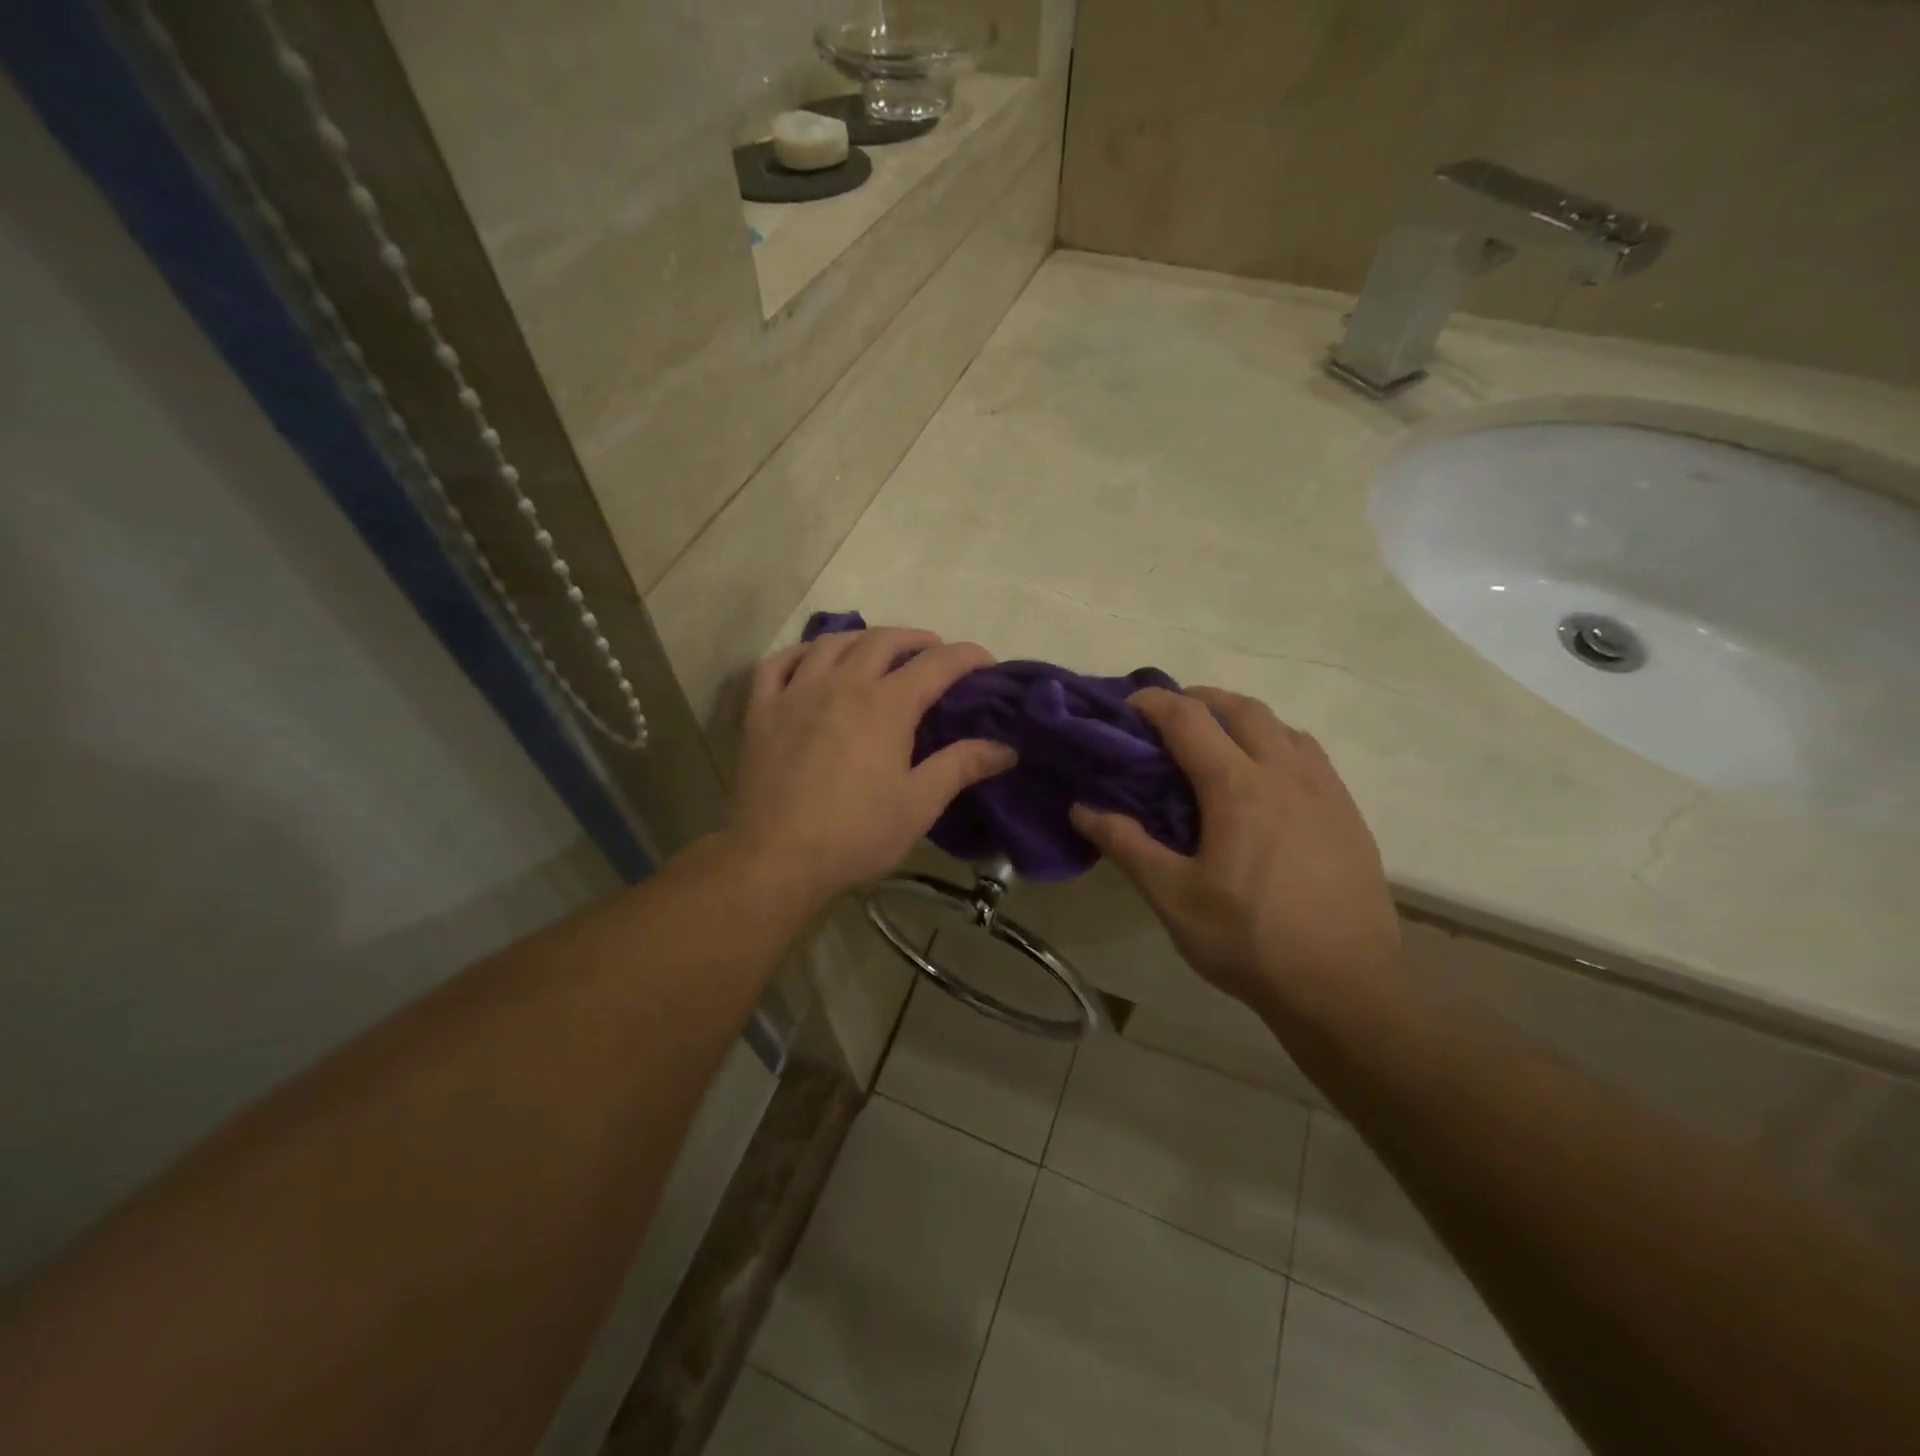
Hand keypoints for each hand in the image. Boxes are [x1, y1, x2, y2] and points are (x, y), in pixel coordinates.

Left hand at [728, 628, 1017, 905]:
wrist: (777, 858)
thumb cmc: (856, 833)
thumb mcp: (919, 804)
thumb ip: (962, 766)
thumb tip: (1006, 748)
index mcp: (886, 705)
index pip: (936, 663)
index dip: (967, 657)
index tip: (986, 663)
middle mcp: (842, 684)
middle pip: (884, 641)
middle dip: (917, 639)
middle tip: (934, 654)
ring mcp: (796, 693)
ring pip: (832, 642)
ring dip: (864, 639)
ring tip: (878, 651)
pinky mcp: (762, 711)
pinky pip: (778, 664)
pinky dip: (801, 653)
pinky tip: (813, 661)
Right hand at [1070, 687, 1398, 1011]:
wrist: (1345, 987)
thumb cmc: (1249, 940)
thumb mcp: (1173, 897)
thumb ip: (1126, 845)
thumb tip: (1082, 809)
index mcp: (1237, 786)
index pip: (1189, 719)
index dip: (1154, 703)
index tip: (1128, 707)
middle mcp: (1285, 773)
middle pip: (1242, 708)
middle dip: (1200, 699)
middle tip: (1170, 717)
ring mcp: (1325, 791)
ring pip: (1283, 726)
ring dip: (1244, 719)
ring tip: (1218, 742)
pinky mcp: (1349, 814)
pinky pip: (1310, 756)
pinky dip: (1278, 745)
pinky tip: (1267, 781)